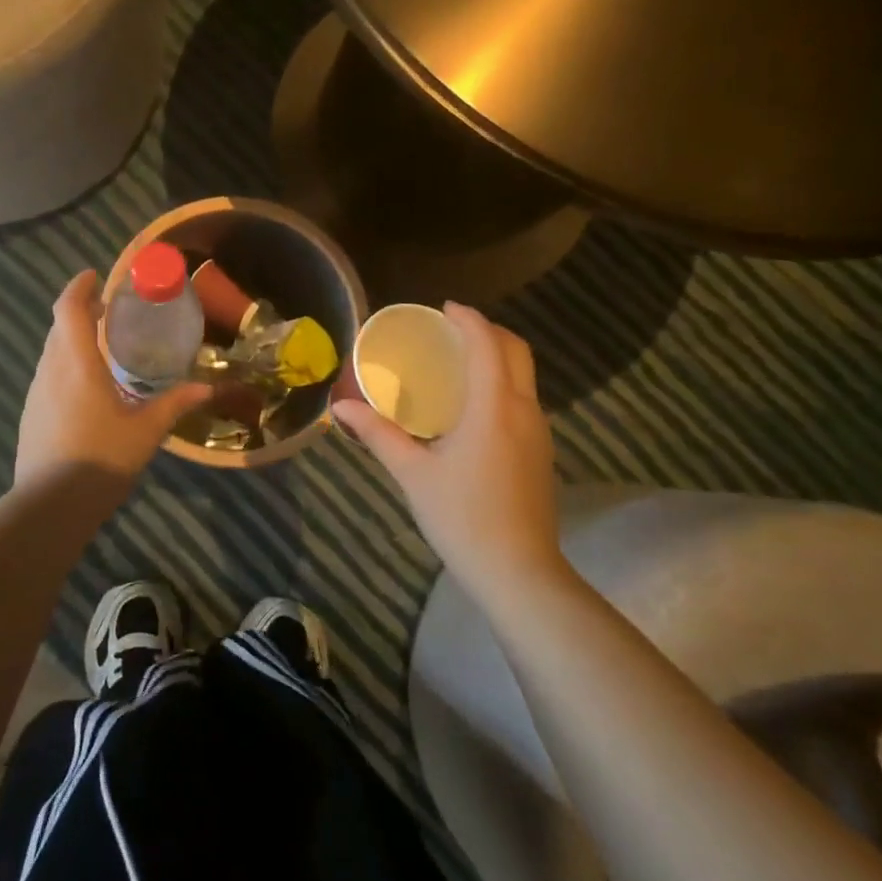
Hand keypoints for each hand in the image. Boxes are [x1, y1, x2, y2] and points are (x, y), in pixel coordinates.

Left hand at [15, 271, 211, 488]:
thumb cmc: (102, 459)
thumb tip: (208, 388)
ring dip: (71, 340)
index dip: (79, 287)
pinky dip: (65, 365)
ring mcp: (35, 394)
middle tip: (108, 310)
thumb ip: (175, 404)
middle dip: (80, 311)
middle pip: (58, 327)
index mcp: (77, 364)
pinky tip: (86, 388)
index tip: (95, 275)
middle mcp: (50, 371)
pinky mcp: (30, 415)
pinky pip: (48, 376)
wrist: (50, 506)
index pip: (68, 309)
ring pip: (51, 352)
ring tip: (101, 346)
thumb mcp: (146, 431)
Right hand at [334, 304, 565, 599]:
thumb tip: (340, 408)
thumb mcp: (413, 474)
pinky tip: (474, 405)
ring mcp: (539, 431)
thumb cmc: (462, 518)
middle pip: (516, 350)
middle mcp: (524, 410)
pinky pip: (524, 398)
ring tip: (458, 361)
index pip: (487, 344)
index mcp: (493, 407)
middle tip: (450, 330)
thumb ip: (378, 434)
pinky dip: (502, 382)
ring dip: (497, 356)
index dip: (468, 318)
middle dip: (487, 330)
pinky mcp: (541, 451)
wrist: (519, 572)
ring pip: (524, 375)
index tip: (443, 308)